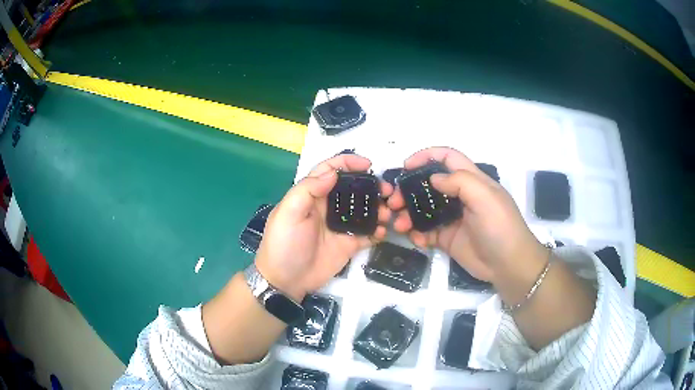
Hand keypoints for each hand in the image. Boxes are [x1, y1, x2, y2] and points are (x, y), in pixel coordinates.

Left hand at [255, 154, 392, 301]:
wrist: (286, 281)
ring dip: (378, 208)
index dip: (348, 163)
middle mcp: (328, 207)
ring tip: (389, 213)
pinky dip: (378, 231)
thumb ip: (307, 190)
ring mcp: (340, 226)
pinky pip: (367, 233)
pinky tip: (383, 232)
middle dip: (371, 186)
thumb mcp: (288, 213)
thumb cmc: (284, 244)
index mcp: (311, 195)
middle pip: (353, 189)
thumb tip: (333, 173)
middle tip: (387, 191)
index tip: (368, 164)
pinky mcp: (349, 244)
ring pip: (363, 210)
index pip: (330, 170)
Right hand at [388, 147, 547, 290]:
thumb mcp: (485, 197)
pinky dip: (418, 234)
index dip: (427, 156)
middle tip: (393, 202)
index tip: (406, 165)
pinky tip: (417, 240)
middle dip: (409, 190)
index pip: (447, 158)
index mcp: (471, 180)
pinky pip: (427, 232)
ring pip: (424, 209)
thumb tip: (433, 179)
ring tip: (399, 224)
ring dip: (408, 214)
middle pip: (429, 185)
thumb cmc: (500, 226)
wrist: (508, 265)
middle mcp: (460, 196)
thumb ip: (460, 182)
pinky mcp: (448, 238)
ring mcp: (453, 218)